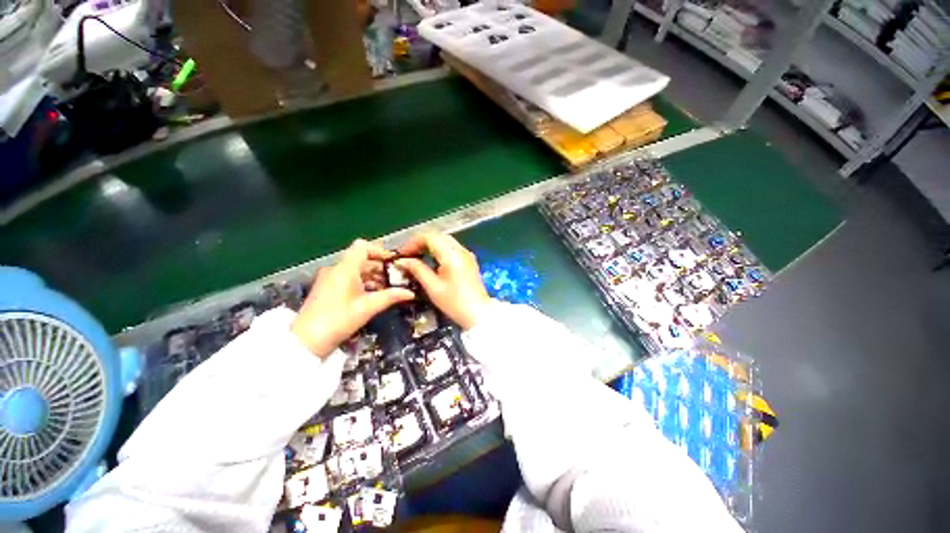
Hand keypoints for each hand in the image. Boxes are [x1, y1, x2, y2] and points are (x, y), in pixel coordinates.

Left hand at [291, 239, 414, 356]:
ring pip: (357, 269)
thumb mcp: (368, 308)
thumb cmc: (338, 320)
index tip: (395, 262)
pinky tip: (376, 294)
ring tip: (390, 288)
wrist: (306, 341)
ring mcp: (331, 279)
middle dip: (381, 266)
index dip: (381, 251)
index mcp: (344, 269)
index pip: (363, 247)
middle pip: (362, 259)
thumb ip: (391, 297)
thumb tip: (410, 292)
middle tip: (398, 277)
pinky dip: (364, 282)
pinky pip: (350, 278)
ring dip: (374, 276)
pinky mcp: (329, 288)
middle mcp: (337, 269)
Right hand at [396, 232, 490, 329]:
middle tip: (408, 255)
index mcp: (451, 255)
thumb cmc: (454, 303)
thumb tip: (402, 261)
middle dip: (420, 242)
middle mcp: (461, 250)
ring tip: (417, 258)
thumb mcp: (433, 287)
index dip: (413, 242)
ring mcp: (467, 254)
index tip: (402, 254)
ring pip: (444, 240)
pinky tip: (432, 262)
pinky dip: (439, 250)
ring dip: (429, 245)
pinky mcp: (469, 260)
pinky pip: (451, 247)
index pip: (429, 236)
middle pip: (437, 235)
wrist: (479, 313)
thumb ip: (417, 270)